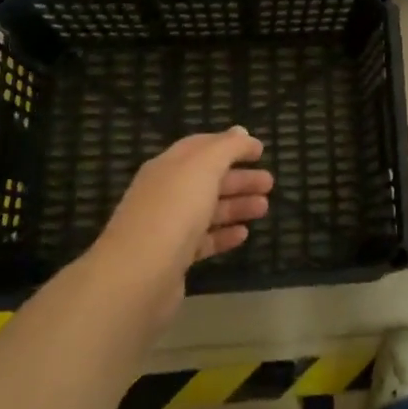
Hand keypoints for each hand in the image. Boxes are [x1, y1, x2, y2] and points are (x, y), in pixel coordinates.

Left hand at [90, 127, 272, 324]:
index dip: (231, 145)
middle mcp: (166, 192)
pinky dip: (224, 234)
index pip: (201, 147)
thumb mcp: (204, 166)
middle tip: (270, 182)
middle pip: (207, 179)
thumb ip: (227, 147)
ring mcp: (168, 227)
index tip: (260, 151)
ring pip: (208, 210)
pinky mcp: (173, 259)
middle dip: (239, 178)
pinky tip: (243, 234)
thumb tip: (241, 132)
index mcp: (169, 166)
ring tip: (264, 208)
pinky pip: (203, 240)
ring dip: (237, 205)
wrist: (137, 276)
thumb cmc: (174, 210)